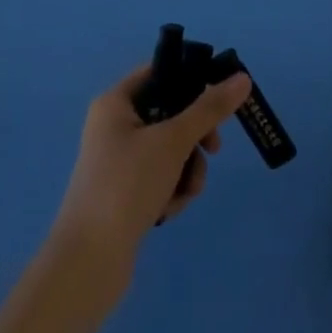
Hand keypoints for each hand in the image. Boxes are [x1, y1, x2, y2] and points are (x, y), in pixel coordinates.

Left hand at [50, 67, 253, 283]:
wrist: (89, 261)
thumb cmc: (127, 185)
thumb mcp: (173, 141)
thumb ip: (210, 108)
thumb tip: (242, 78)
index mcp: (115, 103)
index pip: (160, 72)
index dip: (192, 79)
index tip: (222, 96)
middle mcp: (115, 126)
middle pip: (171, 113)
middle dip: (196, 137)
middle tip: (213, 149)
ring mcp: (120, 161)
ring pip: (172, 149)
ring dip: (188, 169)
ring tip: (184, 192)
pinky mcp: (126, 191)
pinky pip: (163, 176)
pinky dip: (173, 190)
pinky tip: (168, 211)